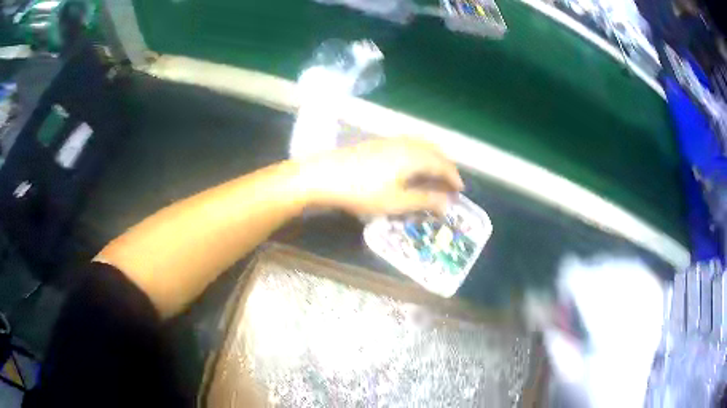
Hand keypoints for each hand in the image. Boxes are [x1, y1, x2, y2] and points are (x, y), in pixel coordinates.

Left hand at [299, 138, 463, 214]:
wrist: (324, 174)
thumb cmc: (362, 192)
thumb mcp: (395, 202)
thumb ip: (423, 201)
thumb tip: (447, 204)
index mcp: (414, 157)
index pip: (442, 165)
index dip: (453, 177)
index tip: (460, 190)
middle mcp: (406, 144)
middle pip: (434, 151)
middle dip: (446, 165)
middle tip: (450, 181)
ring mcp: (390, 140)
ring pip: (421, 145)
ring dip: (433, 157)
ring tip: (435, 172)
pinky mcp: (378, 142)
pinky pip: (408, 144)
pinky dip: (419, 153)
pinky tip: (412, 164)